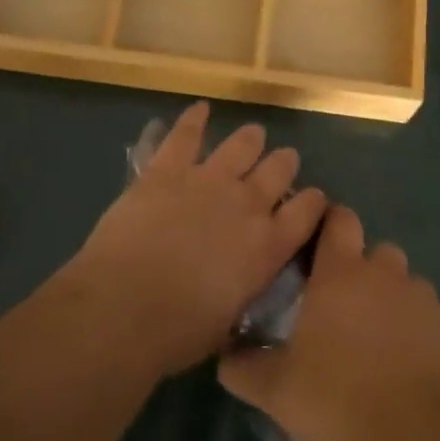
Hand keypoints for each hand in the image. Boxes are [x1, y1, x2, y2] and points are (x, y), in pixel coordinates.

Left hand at [64, 102, 326, 376]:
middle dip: (284, 163)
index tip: (314, 198)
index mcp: (267, 246)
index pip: (306, 212)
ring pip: (241, 146)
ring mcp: (208, 179)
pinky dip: (194, 119)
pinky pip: (185, 134)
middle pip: (278, 170)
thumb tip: (242, 280)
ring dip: (250, 139)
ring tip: (253, 134)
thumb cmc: (178, 331)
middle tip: (283, 160)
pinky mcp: (168, 169)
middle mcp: (247, 204)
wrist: (125, 306)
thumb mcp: (229, 320)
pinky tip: (200, 109)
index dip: (313, 202)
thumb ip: (243, 288)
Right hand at [218, 205, 439, 440]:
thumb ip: (245, 368)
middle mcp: (385, 275)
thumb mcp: (276, 389)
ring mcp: (422, 303)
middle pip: (377, 252)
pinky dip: (417, 334)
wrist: (416, 438)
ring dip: (392, 301)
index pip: (340, 220)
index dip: (331, 224)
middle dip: (363, 269)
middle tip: (343, 305)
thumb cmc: (336, 398)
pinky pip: (428, 322)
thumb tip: (225, 359)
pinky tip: (404, 370)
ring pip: (406, 286)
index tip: (318, 244)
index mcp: (341, 273)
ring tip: (376, 340)